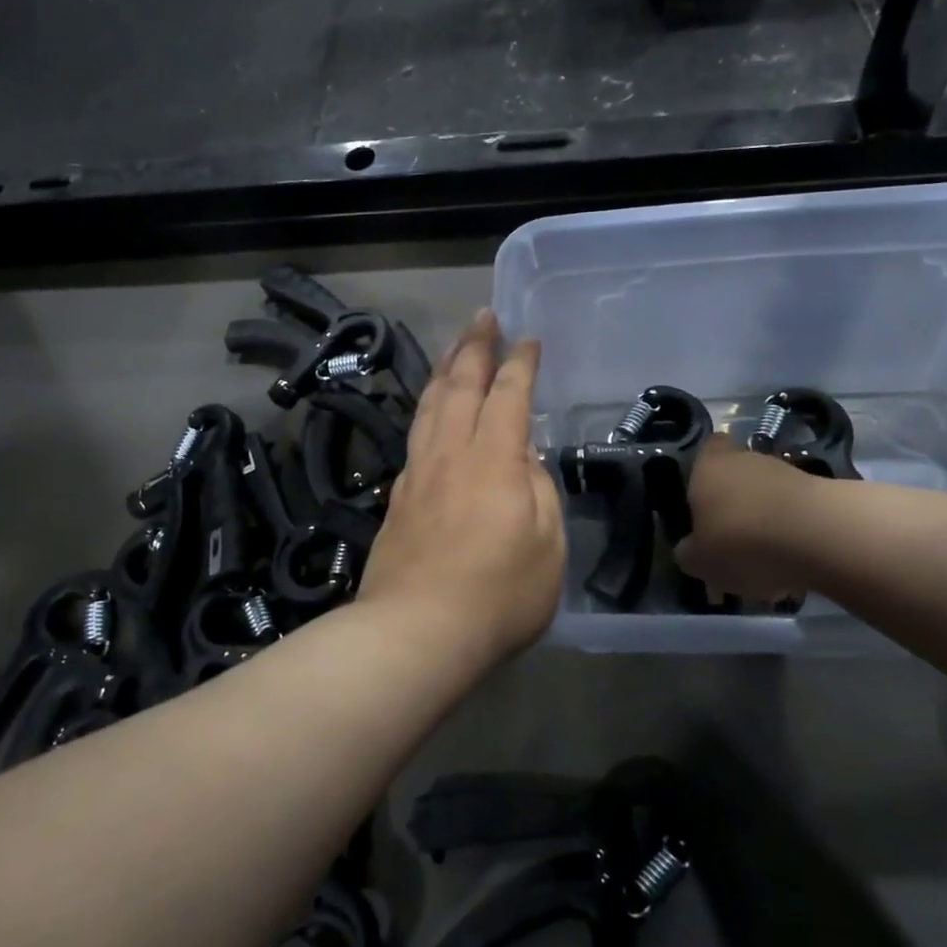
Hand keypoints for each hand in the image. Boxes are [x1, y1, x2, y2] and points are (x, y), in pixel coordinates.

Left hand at [358, 309, 565, 661]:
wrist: (415, 631)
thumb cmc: (497, 595)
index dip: (520, 364)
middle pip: (461, 386)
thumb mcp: (548, 548)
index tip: (527, 338)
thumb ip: (539, 493)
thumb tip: (524, 461)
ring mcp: (419, 473)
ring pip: (430, 405)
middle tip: (482, 316)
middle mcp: (452, 454)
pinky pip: (415, 434)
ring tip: (453, 348)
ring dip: (444, 370)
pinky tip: (428, 411)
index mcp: (495, 460)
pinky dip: (425, 409)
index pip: (509, 396)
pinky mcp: (398, 497)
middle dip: (474, 346)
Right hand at [673, 437, 819, 602]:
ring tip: (768, 568)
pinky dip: (793, 538)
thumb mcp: (699, 561)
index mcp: (708, 466)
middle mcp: (746, 459)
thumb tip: (690, 549)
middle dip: (737, 509)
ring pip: (768, 499)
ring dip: (766, 526)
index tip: (705, 497)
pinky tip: (794, 569)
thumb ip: (689, 553)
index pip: (708, 448)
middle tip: (734, 547)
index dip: (707, 468)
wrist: (817, 536)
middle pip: (738, 478)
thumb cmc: (740, 541)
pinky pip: (797, 516)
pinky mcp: (821, 493)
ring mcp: (787, 472)